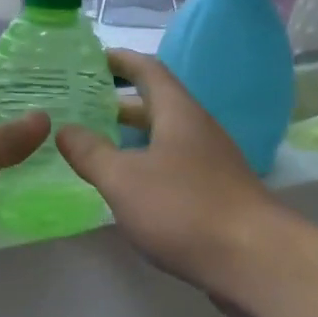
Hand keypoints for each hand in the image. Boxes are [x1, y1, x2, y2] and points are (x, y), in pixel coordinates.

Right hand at [56, 51, 283, 299]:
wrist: (252, 259)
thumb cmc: (183, 208)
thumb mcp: (123, 178)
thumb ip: (90, 152)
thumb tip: (65, 129)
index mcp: (178, 113)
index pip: (148, 71)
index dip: (121, 61)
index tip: (92, 58)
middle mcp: (198, 130)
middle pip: (157, 106)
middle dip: (119, 104)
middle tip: (81, 107)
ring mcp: (210, 163)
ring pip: (164, 140)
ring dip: (131, 138)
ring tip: (95, 147)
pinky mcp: (215, 194)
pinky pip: (173, 167)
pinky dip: (146, 167)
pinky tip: (127, 188)